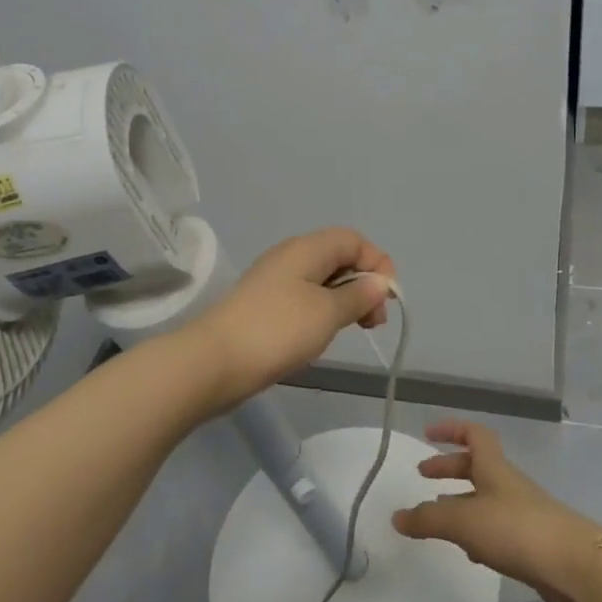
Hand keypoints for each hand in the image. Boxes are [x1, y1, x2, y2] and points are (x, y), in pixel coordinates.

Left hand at [190, 228, 395, 410]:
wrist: (214, 361)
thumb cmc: (278, 330)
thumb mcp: (328, 312)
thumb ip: (359, 295)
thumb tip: (380, 283)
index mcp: (307, 248)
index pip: (354, 240)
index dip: (377, 263)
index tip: (387, 298)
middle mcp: (291, 257)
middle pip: (339, 258)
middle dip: (363, 284)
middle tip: (373, 321)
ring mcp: (275, 282)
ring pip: (322, 281)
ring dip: (344, 301)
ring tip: (352, 330)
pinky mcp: (265, 306)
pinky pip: (304, 299)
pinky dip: (323, 312)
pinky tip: (322, 336)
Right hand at [392, 420, 601, 601]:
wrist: (575, 567)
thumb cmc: (516, 530)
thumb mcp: (464, 522)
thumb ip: (428, 520)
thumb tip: (397, 517)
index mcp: (494, 468)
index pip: (474, 435)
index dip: (451, 429)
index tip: (428, 434)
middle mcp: (509, 485)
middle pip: (477, 467)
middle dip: (449, 469)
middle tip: (423, 478)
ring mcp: (523, 514)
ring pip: (485, 499)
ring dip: (461, 504)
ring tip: (438, 521)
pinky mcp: (532, 544)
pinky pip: (497, 529)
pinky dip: (478, 533)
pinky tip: (469, 552)